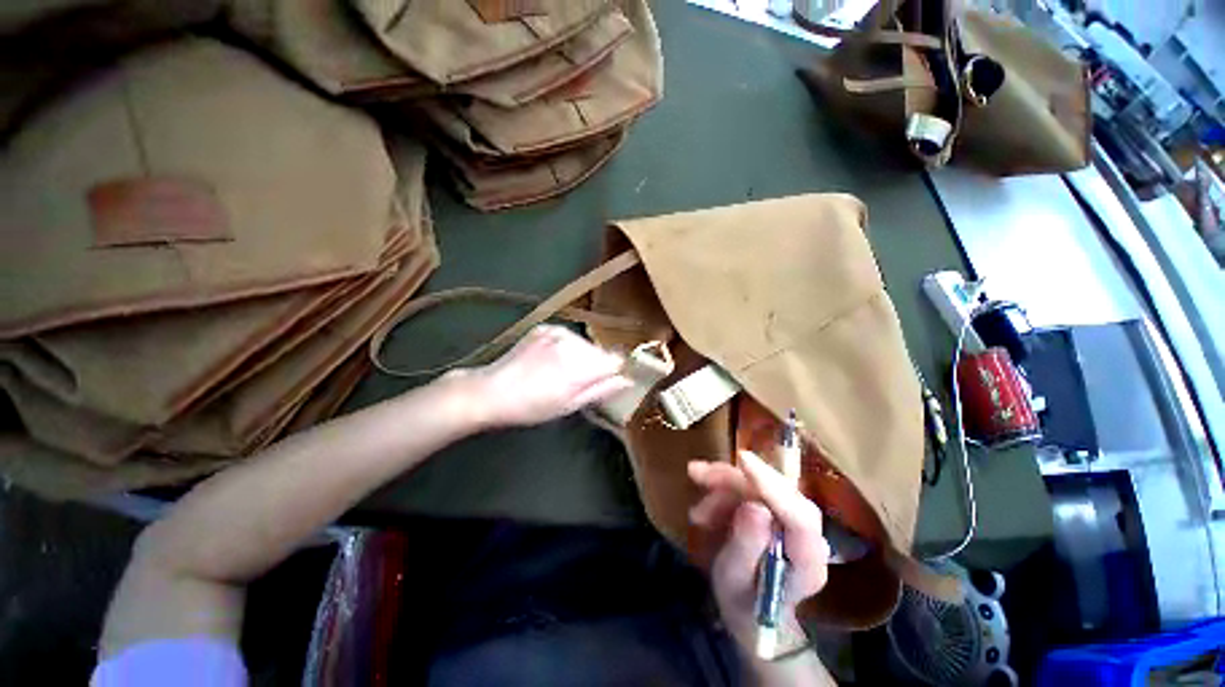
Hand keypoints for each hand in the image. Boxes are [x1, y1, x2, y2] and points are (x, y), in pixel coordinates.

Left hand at [450, 324, 632, 428]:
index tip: (606, 382)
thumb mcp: (569, 405)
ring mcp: (557, 332)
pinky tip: (549, 361)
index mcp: (580, 365)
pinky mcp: (546, 327)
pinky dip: (565, 348)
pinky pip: (568, 337)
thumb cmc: (531, 406)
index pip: (616, 360)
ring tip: (559, 373)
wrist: (492, 390)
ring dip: (580, 357)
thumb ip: (601, 390)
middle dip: (595, 366)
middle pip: (601, 352)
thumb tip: (628, 381)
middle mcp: (572, 343)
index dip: (614, 372)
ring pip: (585, 344)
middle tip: (575, 384)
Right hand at [688, 450, 830, 657]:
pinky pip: (750, 490)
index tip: (742, 461)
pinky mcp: (777, 511)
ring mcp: (792, 521)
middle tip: (698, 474)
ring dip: (723, 488)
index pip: (800, 517)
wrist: (751, 612)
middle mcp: (808, 536)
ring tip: (697, 512)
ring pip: (760, 487)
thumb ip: (746, 547)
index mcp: (808, 561)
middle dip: (735, 479)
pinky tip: (704, 511)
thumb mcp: (735, 582)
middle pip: (779, 492)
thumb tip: (754, 506)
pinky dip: (723, 493)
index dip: (772, 486)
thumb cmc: (743, 605)